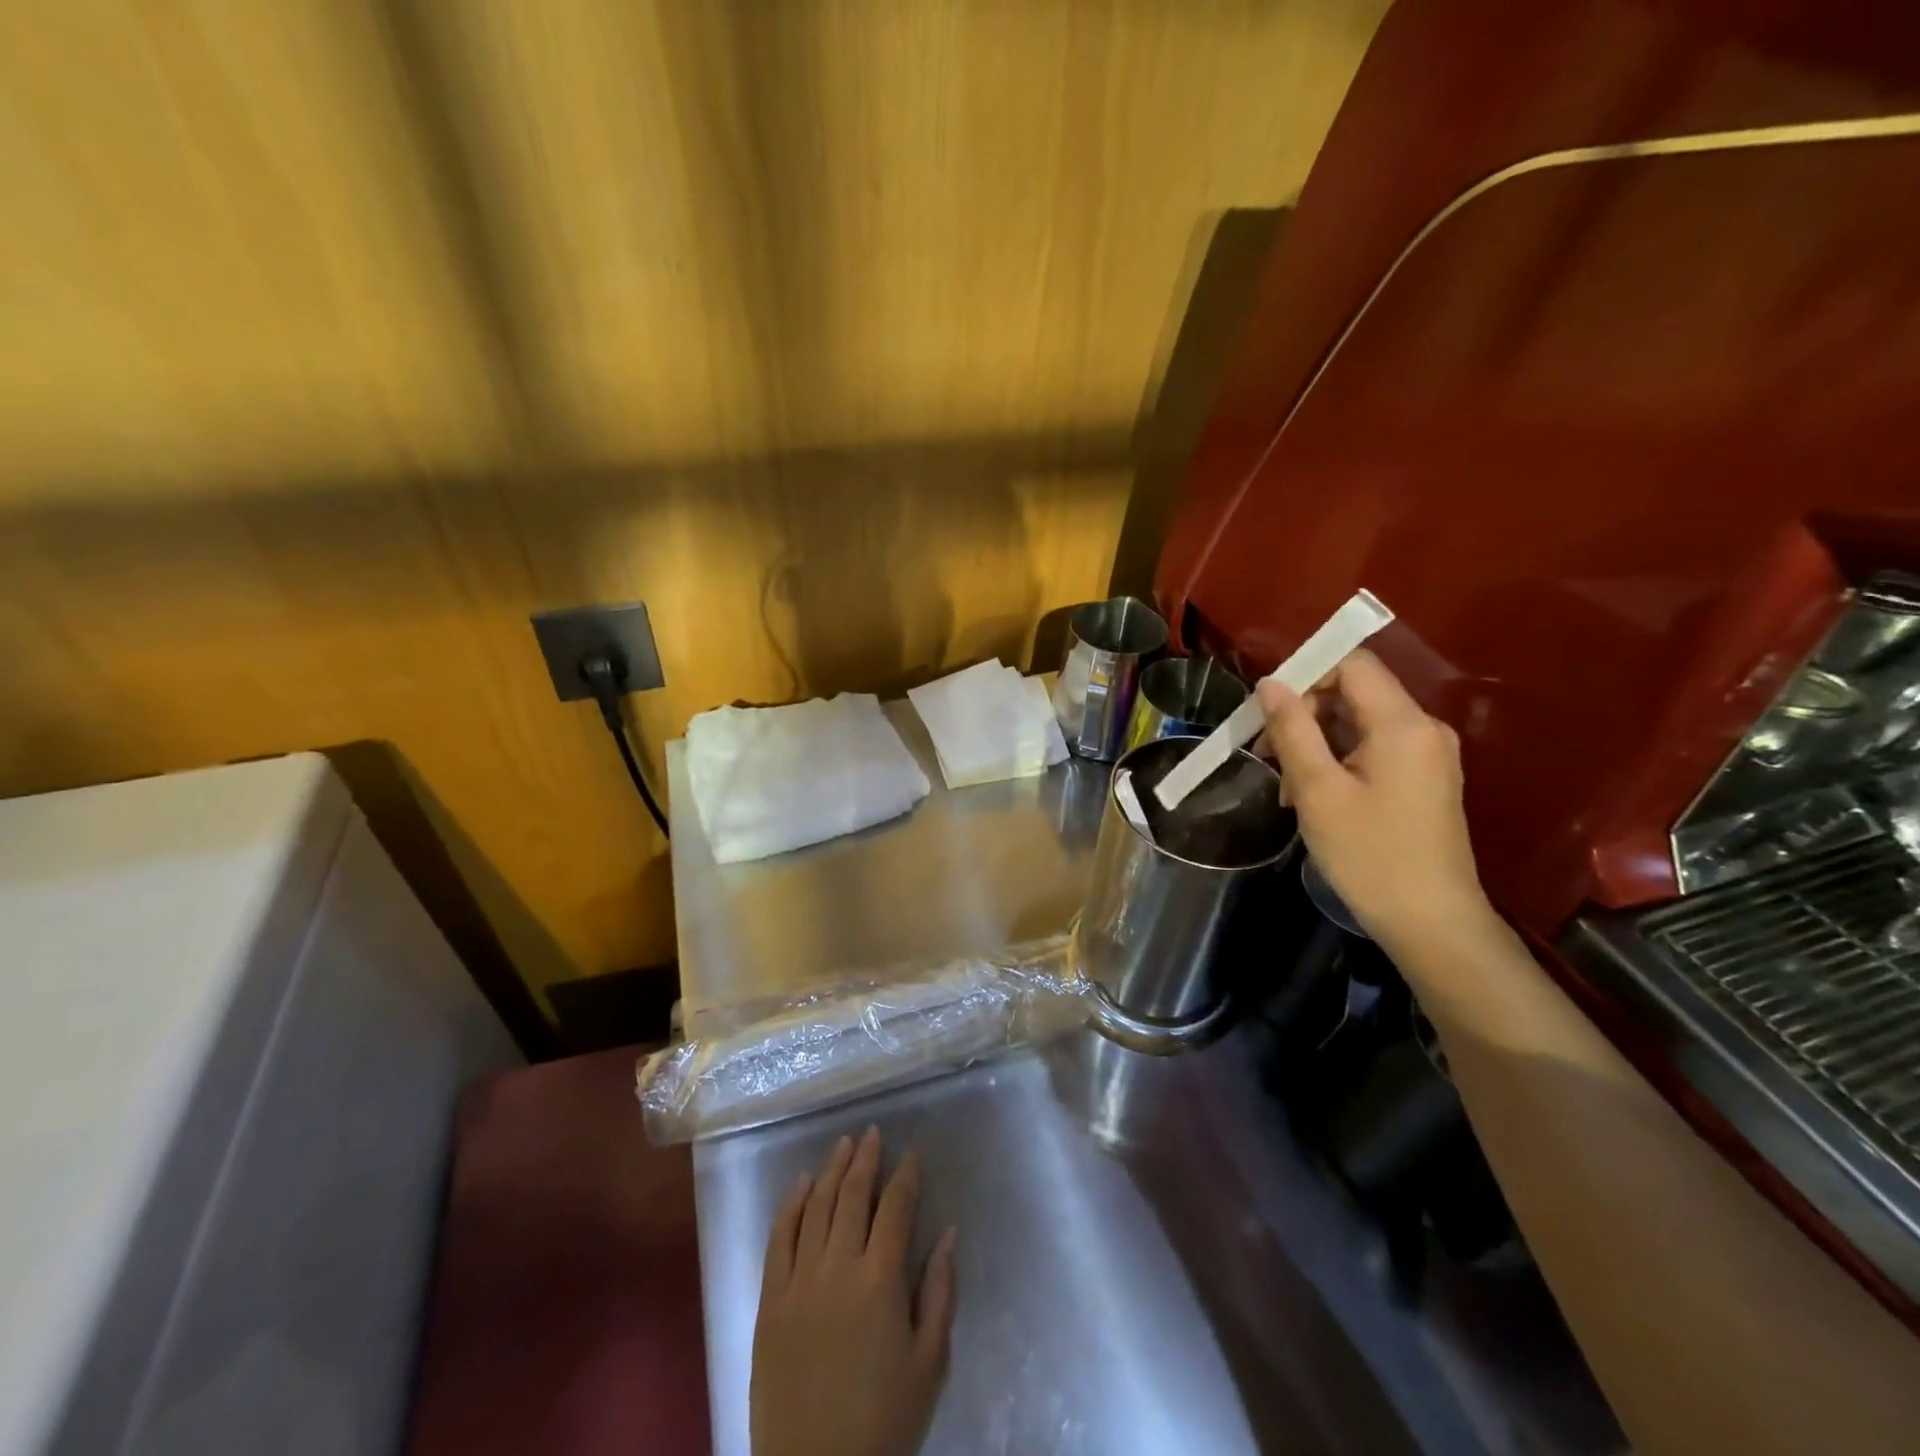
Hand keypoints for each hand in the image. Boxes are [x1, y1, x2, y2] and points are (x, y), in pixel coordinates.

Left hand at [751, 1127, 957, 1455]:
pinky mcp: (770, 1300)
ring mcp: (799, 1281)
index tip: (911, 1155)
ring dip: (831, 1171)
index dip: (905, 1177)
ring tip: (843, 1145)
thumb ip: (940, 1292)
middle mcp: (838, 1268)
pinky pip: (779, 1238)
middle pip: (852, 1196)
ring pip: (816, 1207)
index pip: (895, 1209)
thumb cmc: (884, 1421)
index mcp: (880, 1281)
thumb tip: (949, 1232)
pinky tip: (802, 1184)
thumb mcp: (929, 1363)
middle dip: (865, 1159)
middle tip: (872, 1134)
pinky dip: (791, 1205)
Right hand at [1258, 649, 1495, 955]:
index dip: (1305, 675)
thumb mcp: (1317, 790)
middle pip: (1353, 692)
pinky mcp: (1424, 778)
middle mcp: (1423, 728)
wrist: (1432, 922)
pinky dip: (1337, 761)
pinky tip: (1315, 796)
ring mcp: (1427, 754)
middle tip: (1268, 757)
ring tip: (1289, 788)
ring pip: (1358, 723)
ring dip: (1315, 743)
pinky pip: (1372, 748)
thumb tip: (1270, 684)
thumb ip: (1292, 729)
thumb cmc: (1370, 855)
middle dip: (1304, 715)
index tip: (1268, 713)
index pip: (1351, 664)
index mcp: (1402, 724)